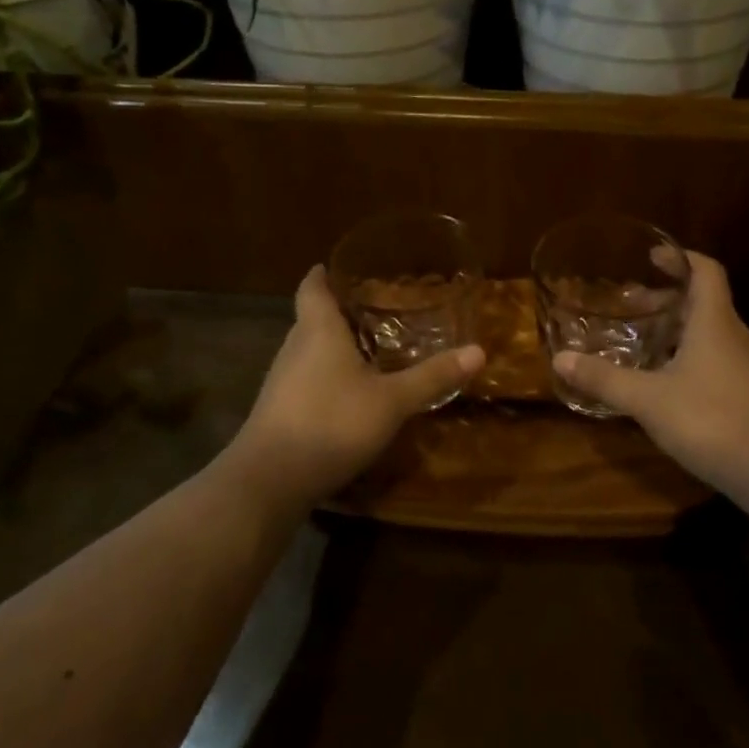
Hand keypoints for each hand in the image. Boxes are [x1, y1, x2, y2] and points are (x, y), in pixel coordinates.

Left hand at [228, 265, 483, 507]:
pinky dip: (325, 376)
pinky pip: (304, 379)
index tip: (335, 266)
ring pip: (308, 350)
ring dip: (332, 346)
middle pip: (311, 318)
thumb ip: (432, 377)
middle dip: (338, 311)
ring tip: (367, 347)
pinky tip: (348, 392)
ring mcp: (281, 381)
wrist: (269, 481)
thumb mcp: (391, 401)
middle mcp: (294, 348)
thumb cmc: (331, 422)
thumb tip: (479, 351)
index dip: (323, 275)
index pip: (312, 288)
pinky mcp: (278, 411)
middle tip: (373, 307)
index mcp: (317, 330)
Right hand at [552, 252, 748, 502]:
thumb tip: (560, 358)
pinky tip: (664, 381)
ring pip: (709, 332)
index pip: (706, 270)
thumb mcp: (649, 400)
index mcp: (714, 322)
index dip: (680, 257)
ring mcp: (746, 366)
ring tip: (641, 340)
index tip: (652, 256)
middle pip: (703, 301)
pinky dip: (688, 354)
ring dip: (676, 328)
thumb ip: (605, 379)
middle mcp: (734, 335)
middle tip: (629, 305)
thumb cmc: (712, 421)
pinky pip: (715, 358)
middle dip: (666, 298)